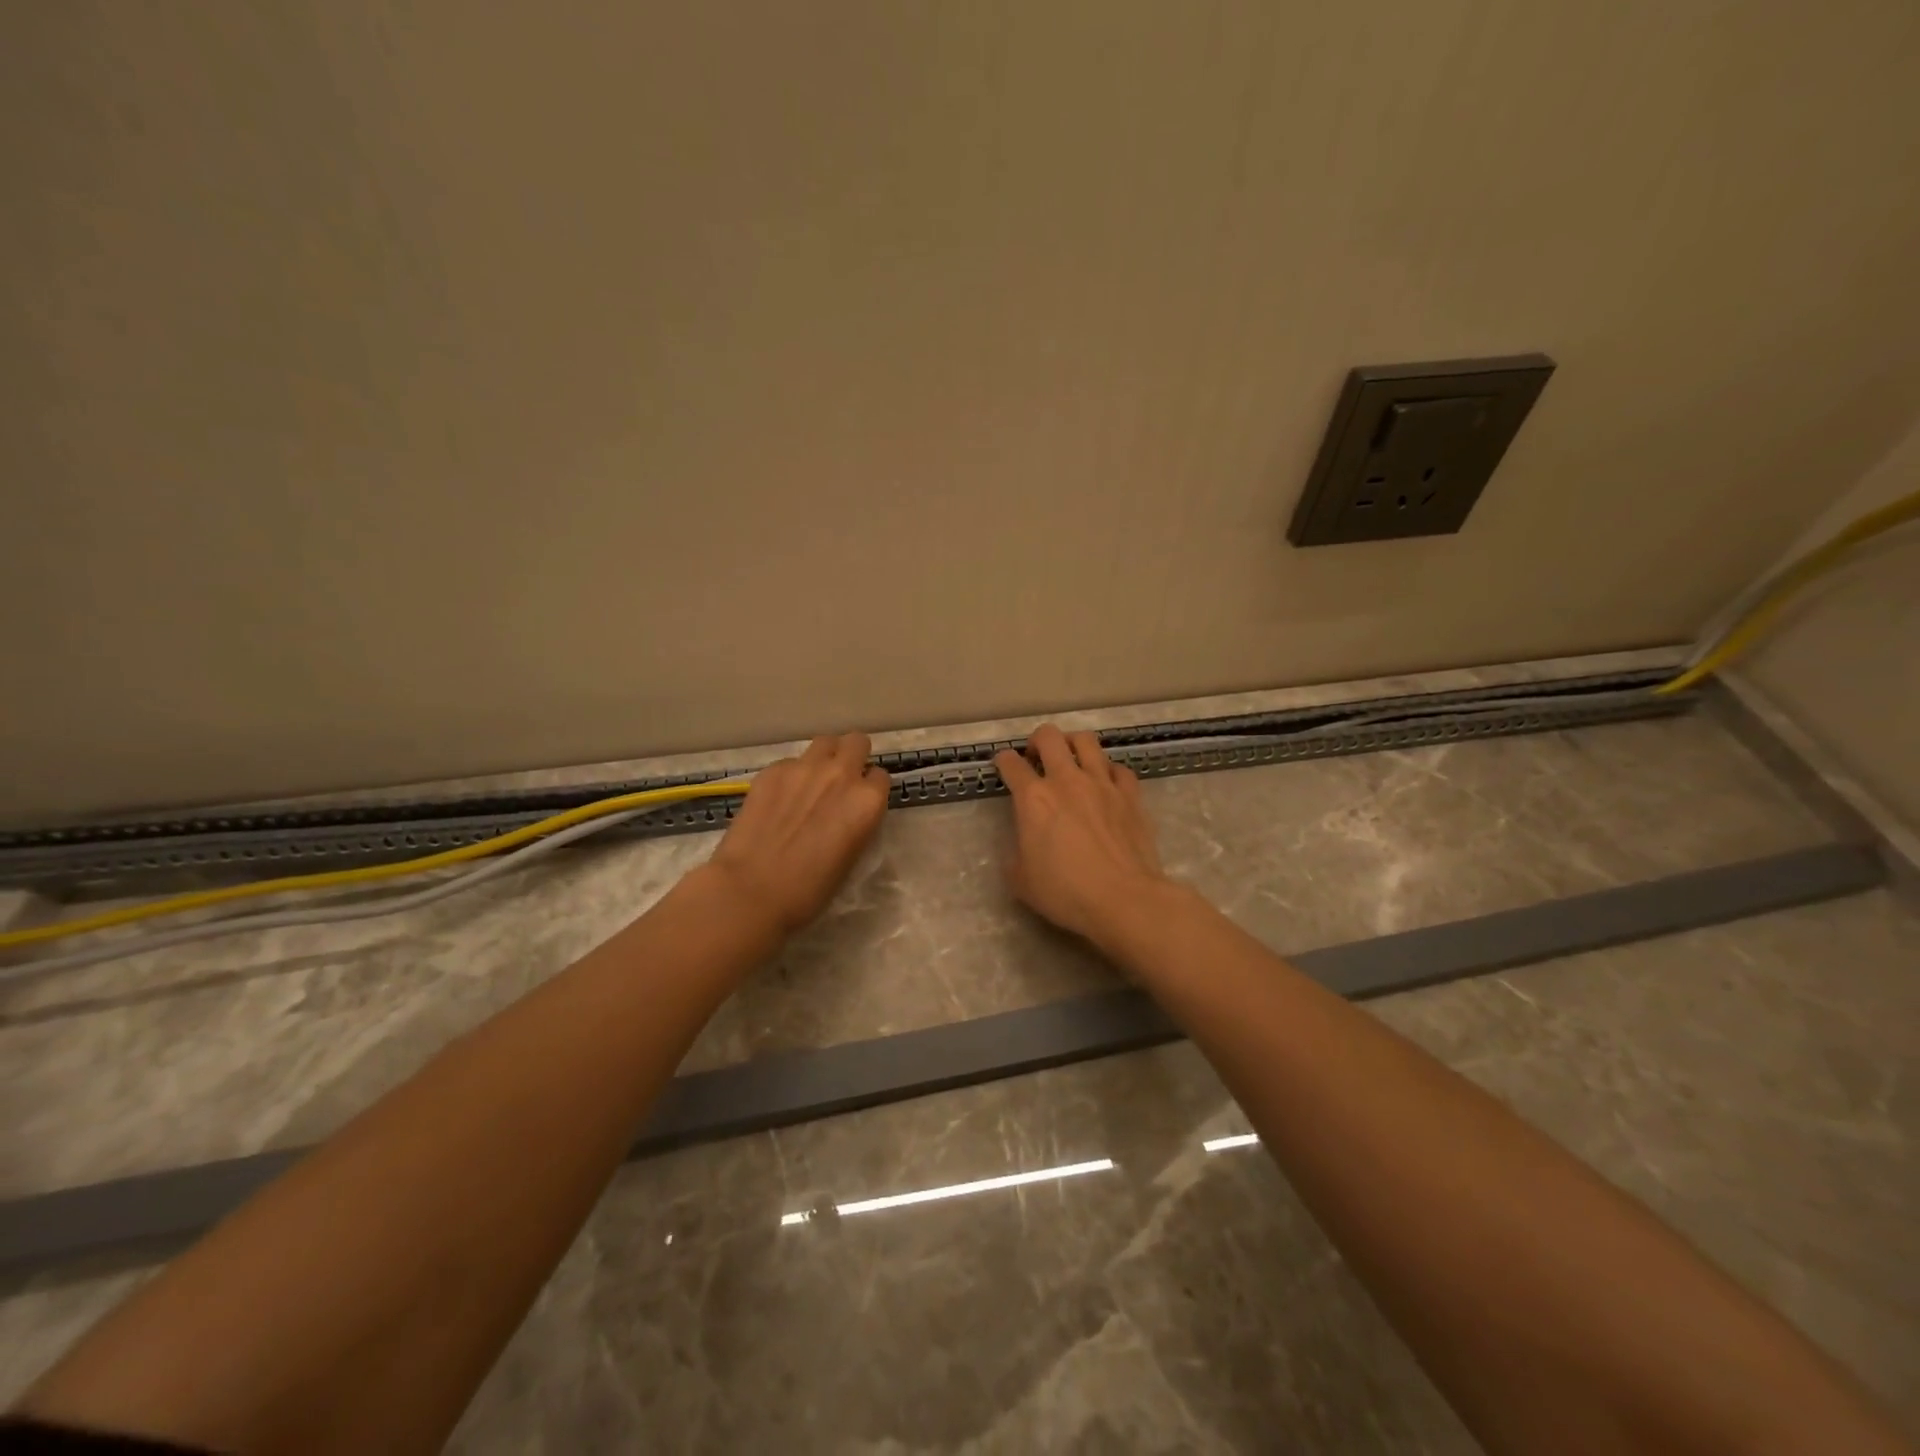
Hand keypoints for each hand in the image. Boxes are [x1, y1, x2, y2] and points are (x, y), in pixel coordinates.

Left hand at [708, 733, 890, 935]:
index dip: (870, 789)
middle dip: (853, 756)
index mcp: (867, 801)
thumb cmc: (809, 890)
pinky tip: (778, 799)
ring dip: (825, 757)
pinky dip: (791, 775)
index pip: (880, 777)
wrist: (751, 890)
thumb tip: (847, 813)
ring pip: (825, 742)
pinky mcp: (772, 770)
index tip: (859, 802)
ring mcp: (804, 768)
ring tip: (812, 781)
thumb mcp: (850, 858)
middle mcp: (841, 774)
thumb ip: (856, 823)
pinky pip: (791, 761)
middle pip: (856, 743)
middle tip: (841, 780)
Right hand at [993, 725, 1168, 944]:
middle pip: (1049, 737)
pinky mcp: (1131, 794)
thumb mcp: (1021, 880)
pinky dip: (1108, 771)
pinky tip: (1106, 783)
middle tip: (1036, 756)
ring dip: (1073, 744)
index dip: (1003, 761)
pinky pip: (1118, 768)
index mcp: (1033, 798)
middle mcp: (1066, 780)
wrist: (1123, 899)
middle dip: (1037, 740)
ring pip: (1086, 741)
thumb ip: (1015, 854)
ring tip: (1071, 757)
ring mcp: (1102, 783)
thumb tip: (1022, 845)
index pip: (1011, 764)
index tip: (1003, 765)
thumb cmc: (1066, 892)